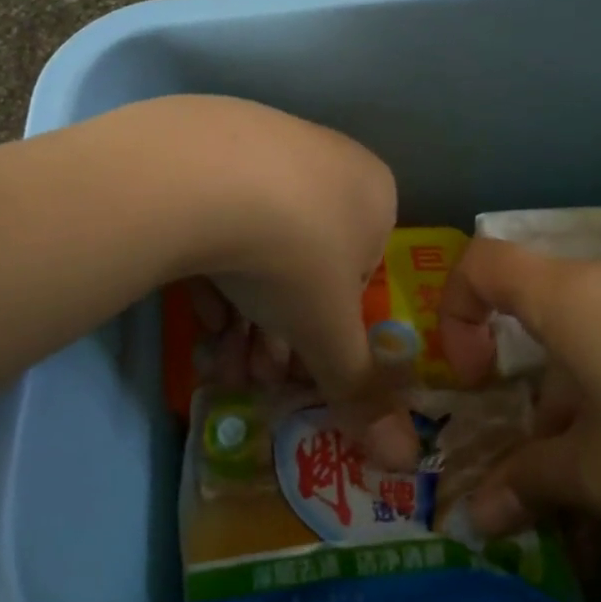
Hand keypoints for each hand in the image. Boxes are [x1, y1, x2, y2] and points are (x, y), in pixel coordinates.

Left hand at [155, 97, 416, 465]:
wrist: (202, 175)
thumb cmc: (293, 254)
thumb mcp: (328, 332)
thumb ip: (361, 390)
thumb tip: (405, 458)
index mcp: (374, 195)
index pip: (359, 277)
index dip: (329, 332)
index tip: (297, 369)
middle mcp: (327, 160)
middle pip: (306, 263)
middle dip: (279, 332)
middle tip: (249, 376)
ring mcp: (265, 144)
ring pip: (260, 242)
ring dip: (243, 310)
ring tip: (217, 358)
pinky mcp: (206, 143)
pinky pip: (219, 215)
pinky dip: (213, 266)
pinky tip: (195, 307)